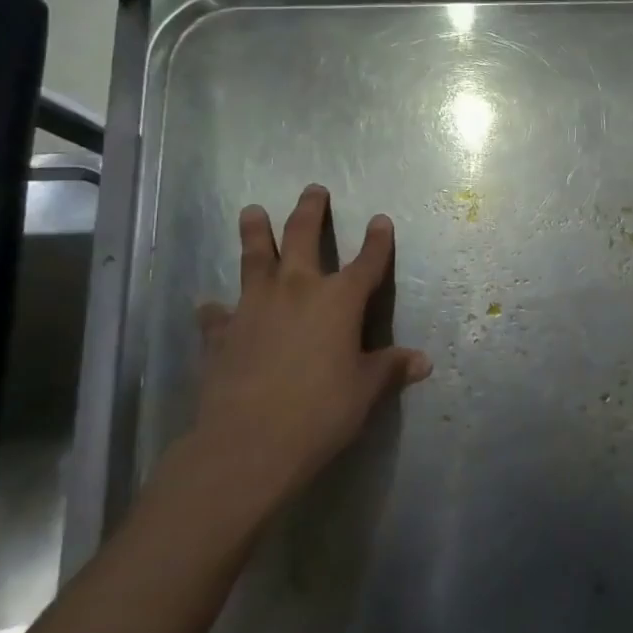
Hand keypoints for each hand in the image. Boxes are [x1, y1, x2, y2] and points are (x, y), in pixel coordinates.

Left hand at [171, 185, 432, 525]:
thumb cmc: (321, 411)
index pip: (367, 262)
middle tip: (313, 190)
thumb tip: (422, 361)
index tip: (380, 220)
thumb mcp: (365, 390)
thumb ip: (390, 369)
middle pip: (303, 238)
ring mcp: (254, 307)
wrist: (249, 442)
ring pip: (254, 258)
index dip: (377, 241)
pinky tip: (210, 307)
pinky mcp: (221, 334)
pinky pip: (218, 314)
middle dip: (310, 212)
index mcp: (339, 300)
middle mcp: (297, 290)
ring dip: (255, 232)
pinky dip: (216, 309)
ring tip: (252, 211)